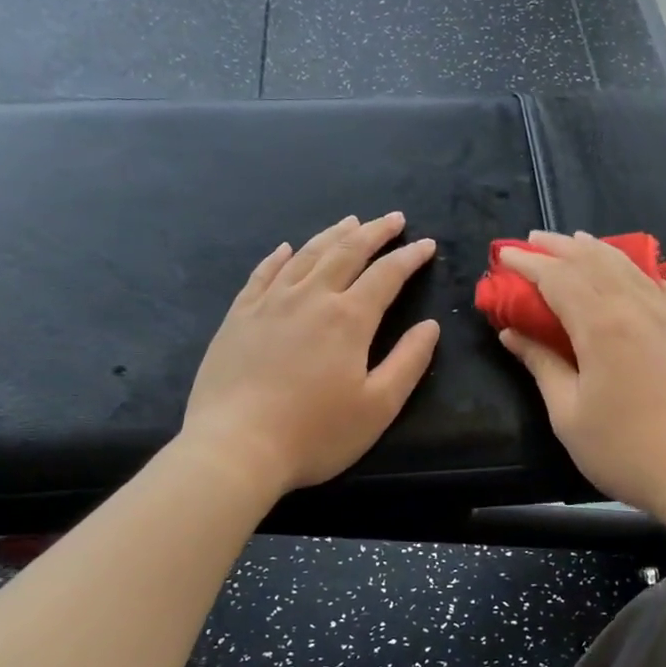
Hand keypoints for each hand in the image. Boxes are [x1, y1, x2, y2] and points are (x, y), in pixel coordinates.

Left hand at [183, 213, 440, 496]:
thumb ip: (409, 361)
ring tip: (351, 221)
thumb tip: (430, 326)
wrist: (234, 447)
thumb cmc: (314, 433)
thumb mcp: (378, 406)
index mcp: (349, 318)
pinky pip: (262, 273)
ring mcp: (270, 302)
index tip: (426, 244)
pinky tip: (285, 249)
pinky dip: (278, 256)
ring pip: (306, 254)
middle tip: (393, 218)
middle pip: (347, 252)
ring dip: (333, 235)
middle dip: (375, 232)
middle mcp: (310, 297)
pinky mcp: (239, 316)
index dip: (410, 257)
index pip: (387, 274)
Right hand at [498, 231, 665, 522]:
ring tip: (572, 240)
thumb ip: (541, 365)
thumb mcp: (569, 414)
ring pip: (624, 265)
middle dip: (558, 247)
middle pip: (590, 261)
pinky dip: (630, 266)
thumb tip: (512, 333)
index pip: (557, 278)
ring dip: (593, 248)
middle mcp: (634, 306)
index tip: (504, 255)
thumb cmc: (626, 450)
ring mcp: (665, 313)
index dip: (528, 264)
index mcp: (600, 326)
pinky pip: (653, 281)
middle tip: (530, 241)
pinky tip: (623, 267)